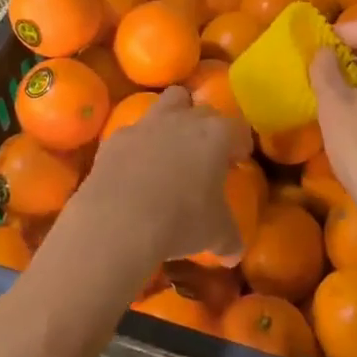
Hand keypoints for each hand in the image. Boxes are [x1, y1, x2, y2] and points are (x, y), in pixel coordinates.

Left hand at [69, 87, 243, 265]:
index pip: (238, 129)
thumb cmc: (180, 221)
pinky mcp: (116, 137)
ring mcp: (147, 123)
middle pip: (204, 110)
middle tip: (207, 155)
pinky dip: (139, 145)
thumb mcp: (215, 234)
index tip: (237, 161)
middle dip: (209, 127)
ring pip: (169, 102)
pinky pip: (134, 132)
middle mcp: (184, 119)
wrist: (118, 221)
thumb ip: (229, 238)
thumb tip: (234, 254)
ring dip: (175, 118)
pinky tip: (136, 169)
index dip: (240, 144)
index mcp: (216, 135)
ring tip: (172, 148)